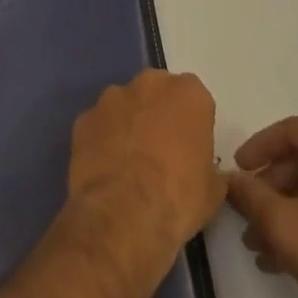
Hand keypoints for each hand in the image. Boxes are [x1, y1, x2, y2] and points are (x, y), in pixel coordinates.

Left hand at [68, 70, 226, 257]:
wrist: (124, 213)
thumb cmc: (179, 197)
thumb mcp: (213, 189)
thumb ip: (208, 166)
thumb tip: (203, 170)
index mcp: (187, 94)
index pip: (194, 98)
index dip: (192, 123)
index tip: (191, 148)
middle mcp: (148, 84)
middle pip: (156, 92)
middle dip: (158, 114)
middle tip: (161, 151)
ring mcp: (111, 98)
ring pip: (124, 105)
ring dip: (128, 124)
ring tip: (129, 163)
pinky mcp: (84, 118)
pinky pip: (98, 125)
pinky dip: (102, 140)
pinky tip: (106, 169)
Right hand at [226, 118, 297, 297]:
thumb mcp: (281, 224)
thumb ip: (249, 194)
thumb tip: (231, 179)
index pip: (289, 131)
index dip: (257, 148)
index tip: (237, 172)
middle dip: (268, 191)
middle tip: (246, 217)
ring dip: (284, 211)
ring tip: (259, 245)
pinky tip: (284, 257)